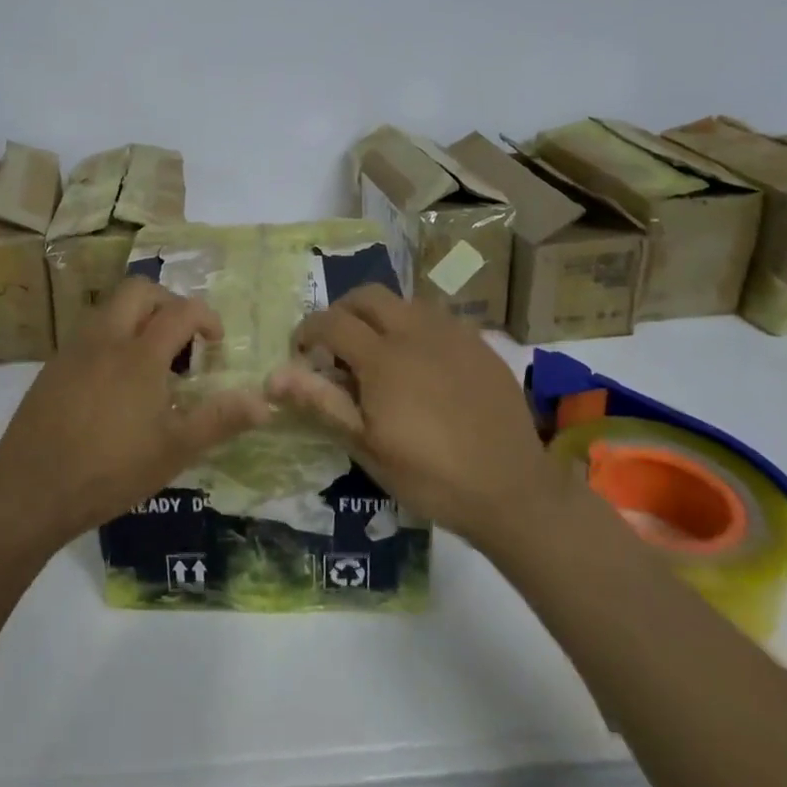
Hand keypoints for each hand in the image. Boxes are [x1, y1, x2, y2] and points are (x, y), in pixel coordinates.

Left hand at [0, 277, 268, 553]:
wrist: (28, 491)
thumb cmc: (109, 471)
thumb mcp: (173, 451)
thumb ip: (219, 421)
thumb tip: (264, 402)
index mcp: (139, 355)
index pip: (181, 311)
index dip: (206, 318)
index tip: (216, 342)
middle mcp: (106, 339)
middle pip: (139, 290)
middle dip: (167, 302)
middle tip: (182, 338)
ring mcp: (74, 350)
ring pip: (110, 308)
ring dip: (137, 318)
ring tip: (151, 363)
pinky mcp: (52, 367)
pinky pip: (89, 333)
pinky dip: (112, 339)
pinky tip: (114, 384)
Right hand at [266, 285, 552, 551]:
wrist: (512, 490)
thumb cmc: (430, 476)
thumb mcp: (367, 447)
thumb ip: (322, 403)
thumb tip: (274, 376)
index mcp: (383, 357)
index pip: (331, 321)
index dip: (308, 330)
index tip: (302, 352)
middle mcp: (416, 331)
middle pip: (367, 296)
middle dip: (343, 311)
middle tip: (338, 346)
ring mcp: (453, 334)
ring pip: (405, 301)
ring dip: (382, 317)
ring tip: (381, 353)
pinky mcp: (480, 344)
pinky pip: (439, 319)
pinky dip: (417, 329)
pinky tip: (424, 364)